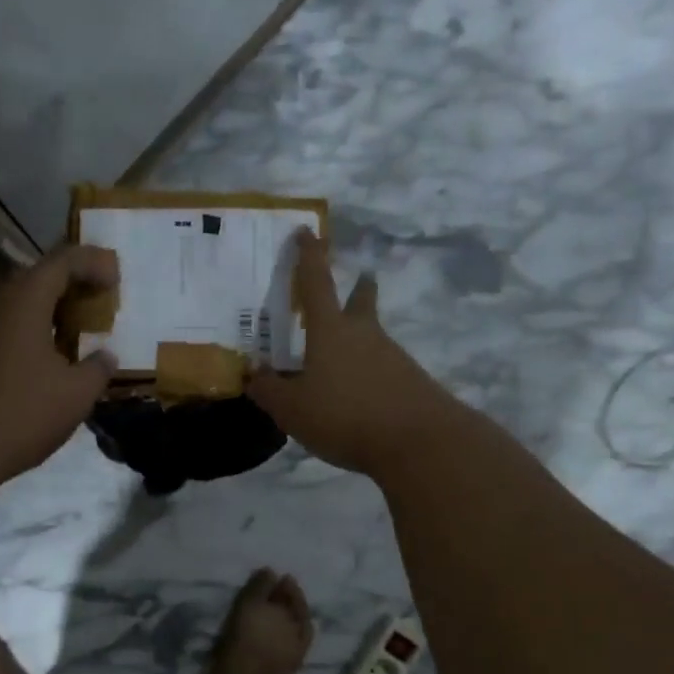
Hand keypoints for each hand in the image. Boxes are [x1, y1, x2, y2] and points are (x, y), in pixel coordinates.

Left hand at [0, 244, 119, 484]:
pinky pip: (12, 328)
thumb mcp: (76, 394)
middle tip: (102, 298)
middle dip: (74, 283)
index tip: (117, 279)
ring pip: (23, 304)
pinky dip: (38, 330)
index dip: (93, 262)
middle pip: (39, 278)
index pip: (63, 261)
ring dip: (55, 309)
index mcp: (25, 302)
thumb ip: (97, 369)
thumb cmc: (22, 412)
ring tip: (83, 327)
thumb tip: (106, 356)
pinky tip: (54, 356)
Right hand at [247, 231, 459, 477]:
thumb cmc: (346, 416)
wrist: (420, 442)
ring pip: (372, 338)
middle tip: (359, 281)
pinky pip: (383, 370)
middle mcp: (364, 335)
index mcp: (331, 331)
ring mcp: (393, 358)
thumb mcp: (293, 409)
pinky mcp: (411, 384)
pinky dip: (368, 375)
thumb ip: (269, 390)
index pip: (315, 283)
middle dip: (358, 289)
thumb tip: (253, 373)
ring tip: (338, 363)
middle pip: (361, 302)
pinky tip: (359, 399)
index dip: (308, 256)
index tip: (306, 231)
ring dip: (359, 340)